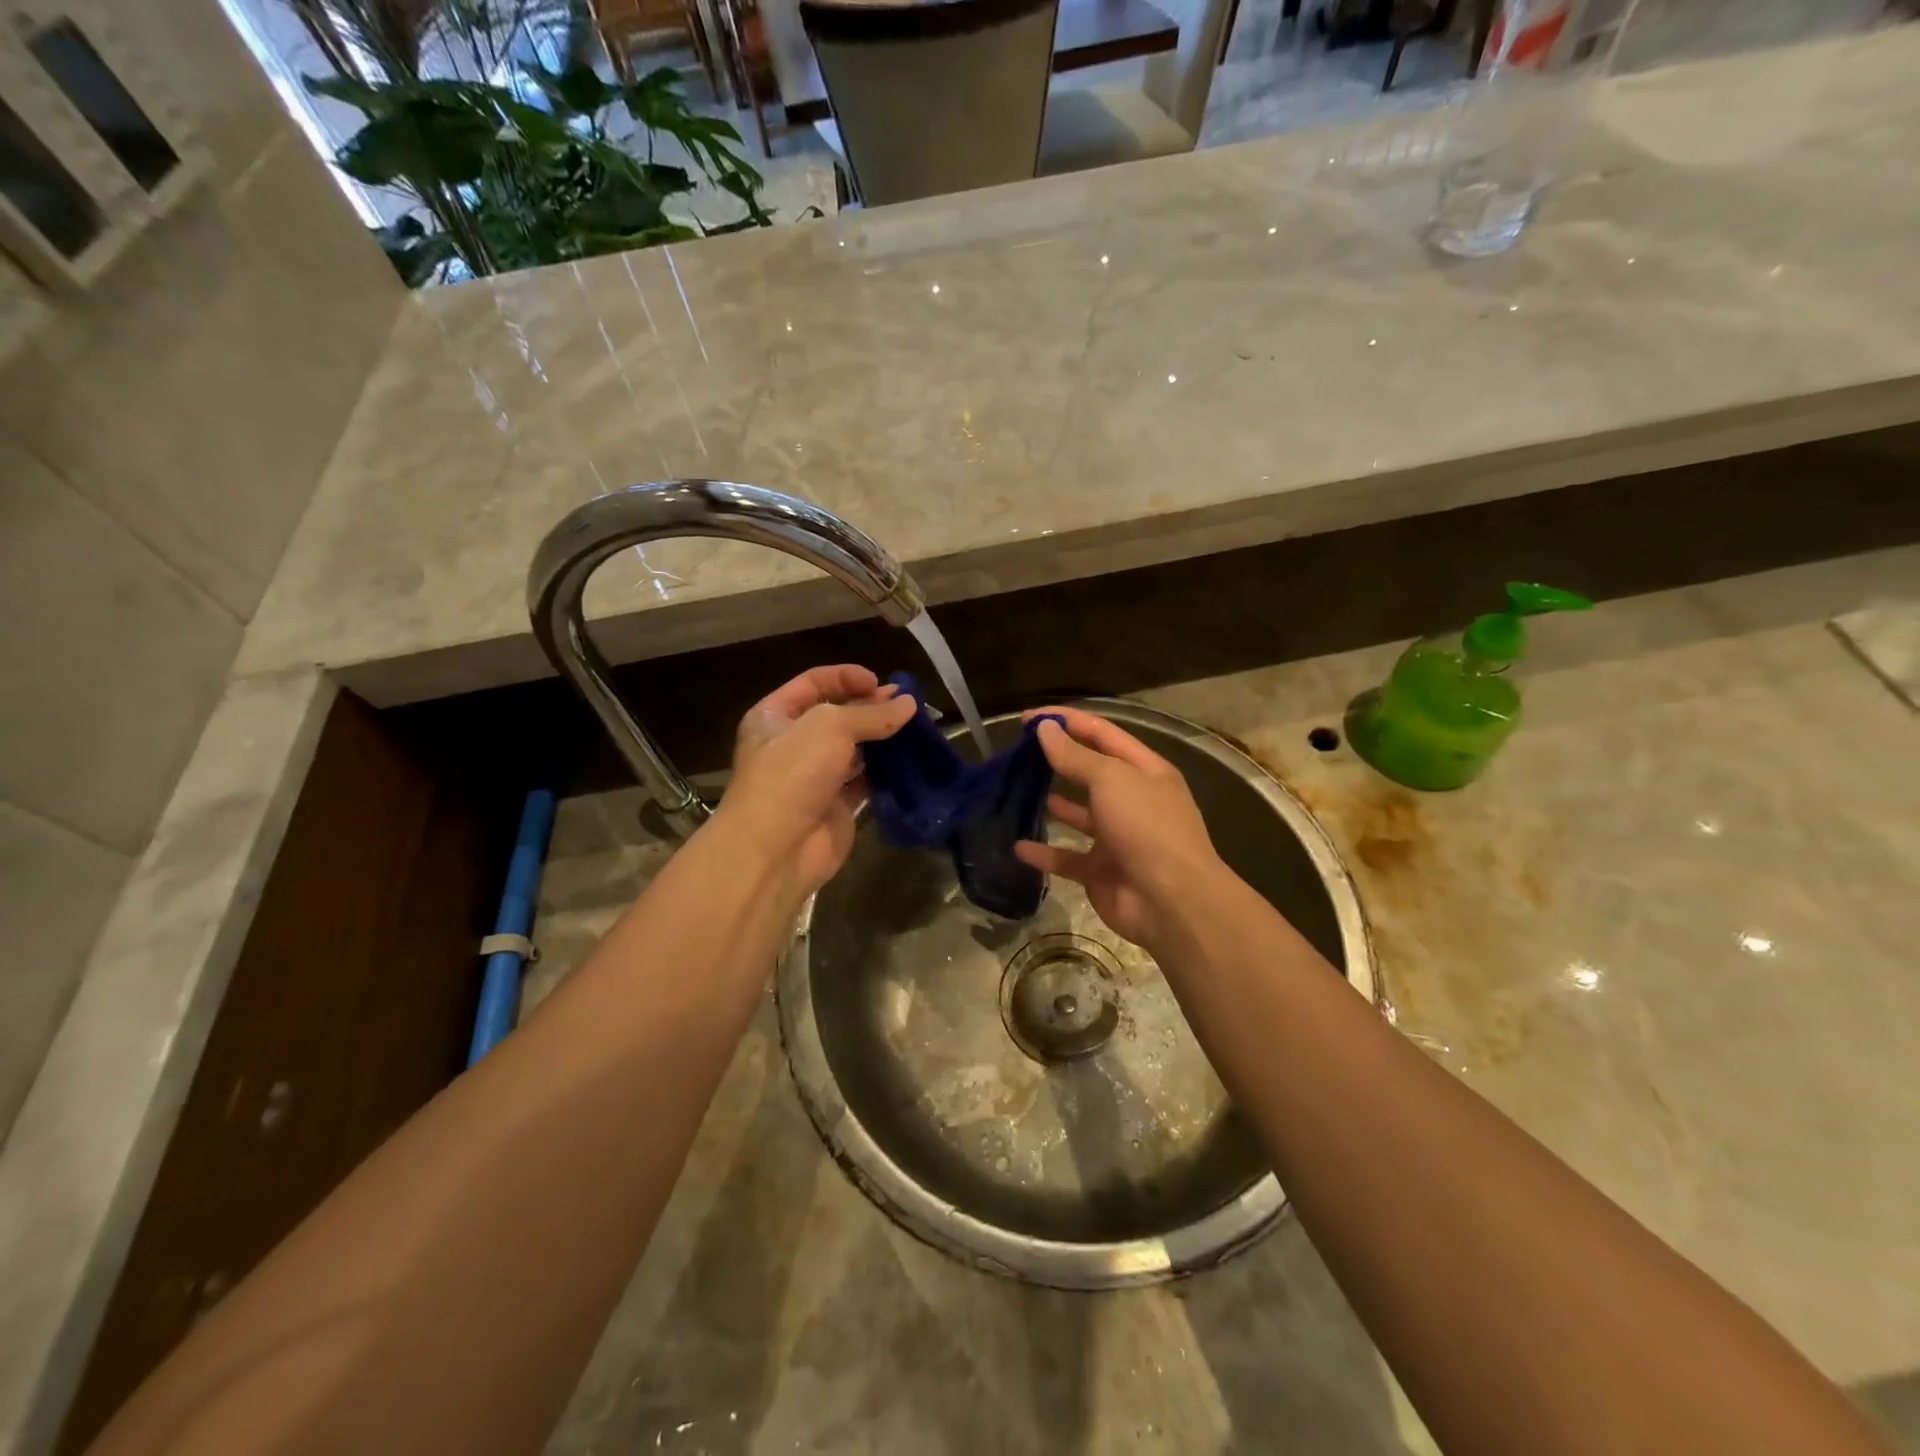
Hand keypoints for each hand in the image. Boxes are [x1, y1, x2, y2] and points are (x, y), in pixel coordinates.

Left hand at [714, 665, 915, 898]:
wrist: (776, 848)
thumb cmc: (792, 773)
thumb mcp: (830, 726)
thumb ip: (871, 713)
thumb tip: (909, 704)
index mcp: (775, 716)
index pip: (814, 683)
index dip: (846, 677)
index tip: (880, 682)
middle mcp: (793, 743)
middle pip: (837, 715)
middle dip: (871, 707)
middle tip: (907, 705)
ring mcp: (815, 777)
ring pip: (854, 749)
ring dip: (883, 739)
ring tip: (916, 730)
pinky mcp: (836, 806)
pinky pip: (866, 781)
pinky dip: (886, 772)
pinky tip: (909, 761)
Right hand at [1015, 707, 1226, 950]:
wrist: (1171, 901)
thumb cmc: (1146, 826)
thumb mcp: (1111, 779)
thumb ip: (1075, 756)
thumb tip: (1045, 728)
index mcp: (1145, 771)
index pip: (1102, 734)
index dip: (1067, 721)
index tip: (1028, 718)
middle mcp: (1133, 801)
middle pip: (1090, 772)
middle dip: (1058, 760)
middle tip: (1018, 753)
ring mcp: (1117, 838)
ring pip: (1078, 816)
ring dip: (1052, 804)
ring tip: (1017, 792)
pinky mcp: (1100, 871)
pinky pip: (1066, 857)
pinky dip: (1044, 853)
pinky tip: (1017, 846)